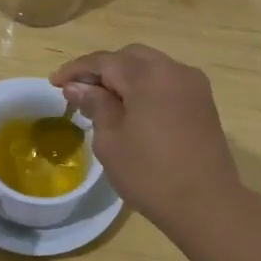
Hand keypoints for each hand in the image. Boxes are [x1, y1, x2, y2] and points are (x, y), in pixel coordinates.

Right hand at [51, 44, 260, 260]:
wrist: (206, 203)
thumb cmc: (150, 174)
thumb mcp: (111, 141)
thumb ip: (95, 106)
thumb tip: (78, 87)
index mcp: (149, 76)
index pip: (105, 61)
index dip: (77, 70)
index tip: (55, 82)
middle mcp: (174, 70)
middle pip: (130, 57)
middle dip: (102, 69)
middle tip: (78, 90)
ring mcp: (193, 85)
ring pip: (151, 67)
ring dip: (125, 77)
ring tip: (103, 100)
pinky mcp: (203, 102)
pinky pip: (168, 82)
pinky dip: (146, 87)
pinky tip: (132, 108)